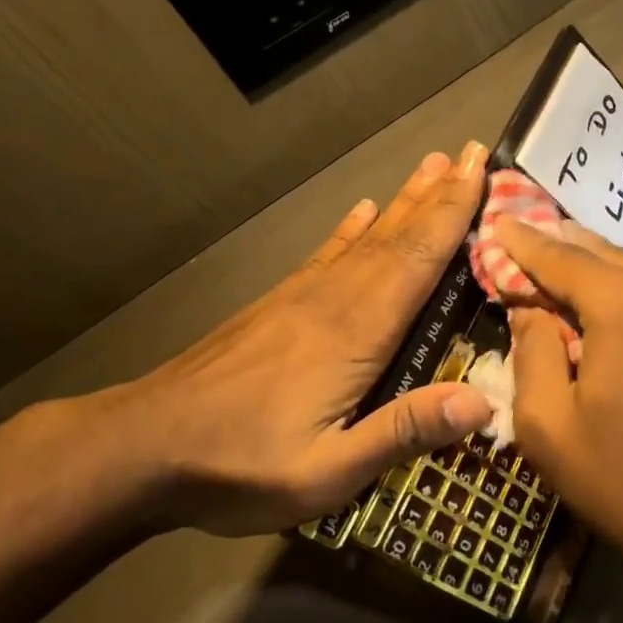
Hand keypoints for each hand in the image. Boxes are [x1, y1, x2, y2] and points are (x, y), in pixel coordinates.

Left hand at [91, 146, 495, 538]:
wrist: (140, 447)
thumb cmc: (240, 465)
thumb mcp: (328, 470)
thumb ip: (403, 432)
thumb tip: (482, 399)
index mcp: (356, 331)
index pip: (418, 259)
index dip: (454, 214)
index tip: (481, 171)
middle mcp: (335, 298)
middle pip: (399, 236)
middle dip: (440, 194)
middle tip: (472, 152)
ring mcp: (303, 296)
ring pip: (367, 237)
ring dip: (405, 200)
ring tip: (432, 166)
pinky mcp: (279, 305)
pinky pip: (328, 253)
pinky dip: (352, 228)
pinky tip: (364, 210)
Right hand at [497, 219, 622, 622]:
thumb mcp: (550, 427)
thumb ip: (532, 350)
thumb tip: (531, 308)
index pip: (559, 255)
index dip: (521, 241)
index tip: (495, 222)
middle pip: (602, 253)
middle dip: (559, 249)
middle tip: (522, 243)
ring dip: (598, 273)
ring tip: (563, 277)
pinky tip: (615, 312)